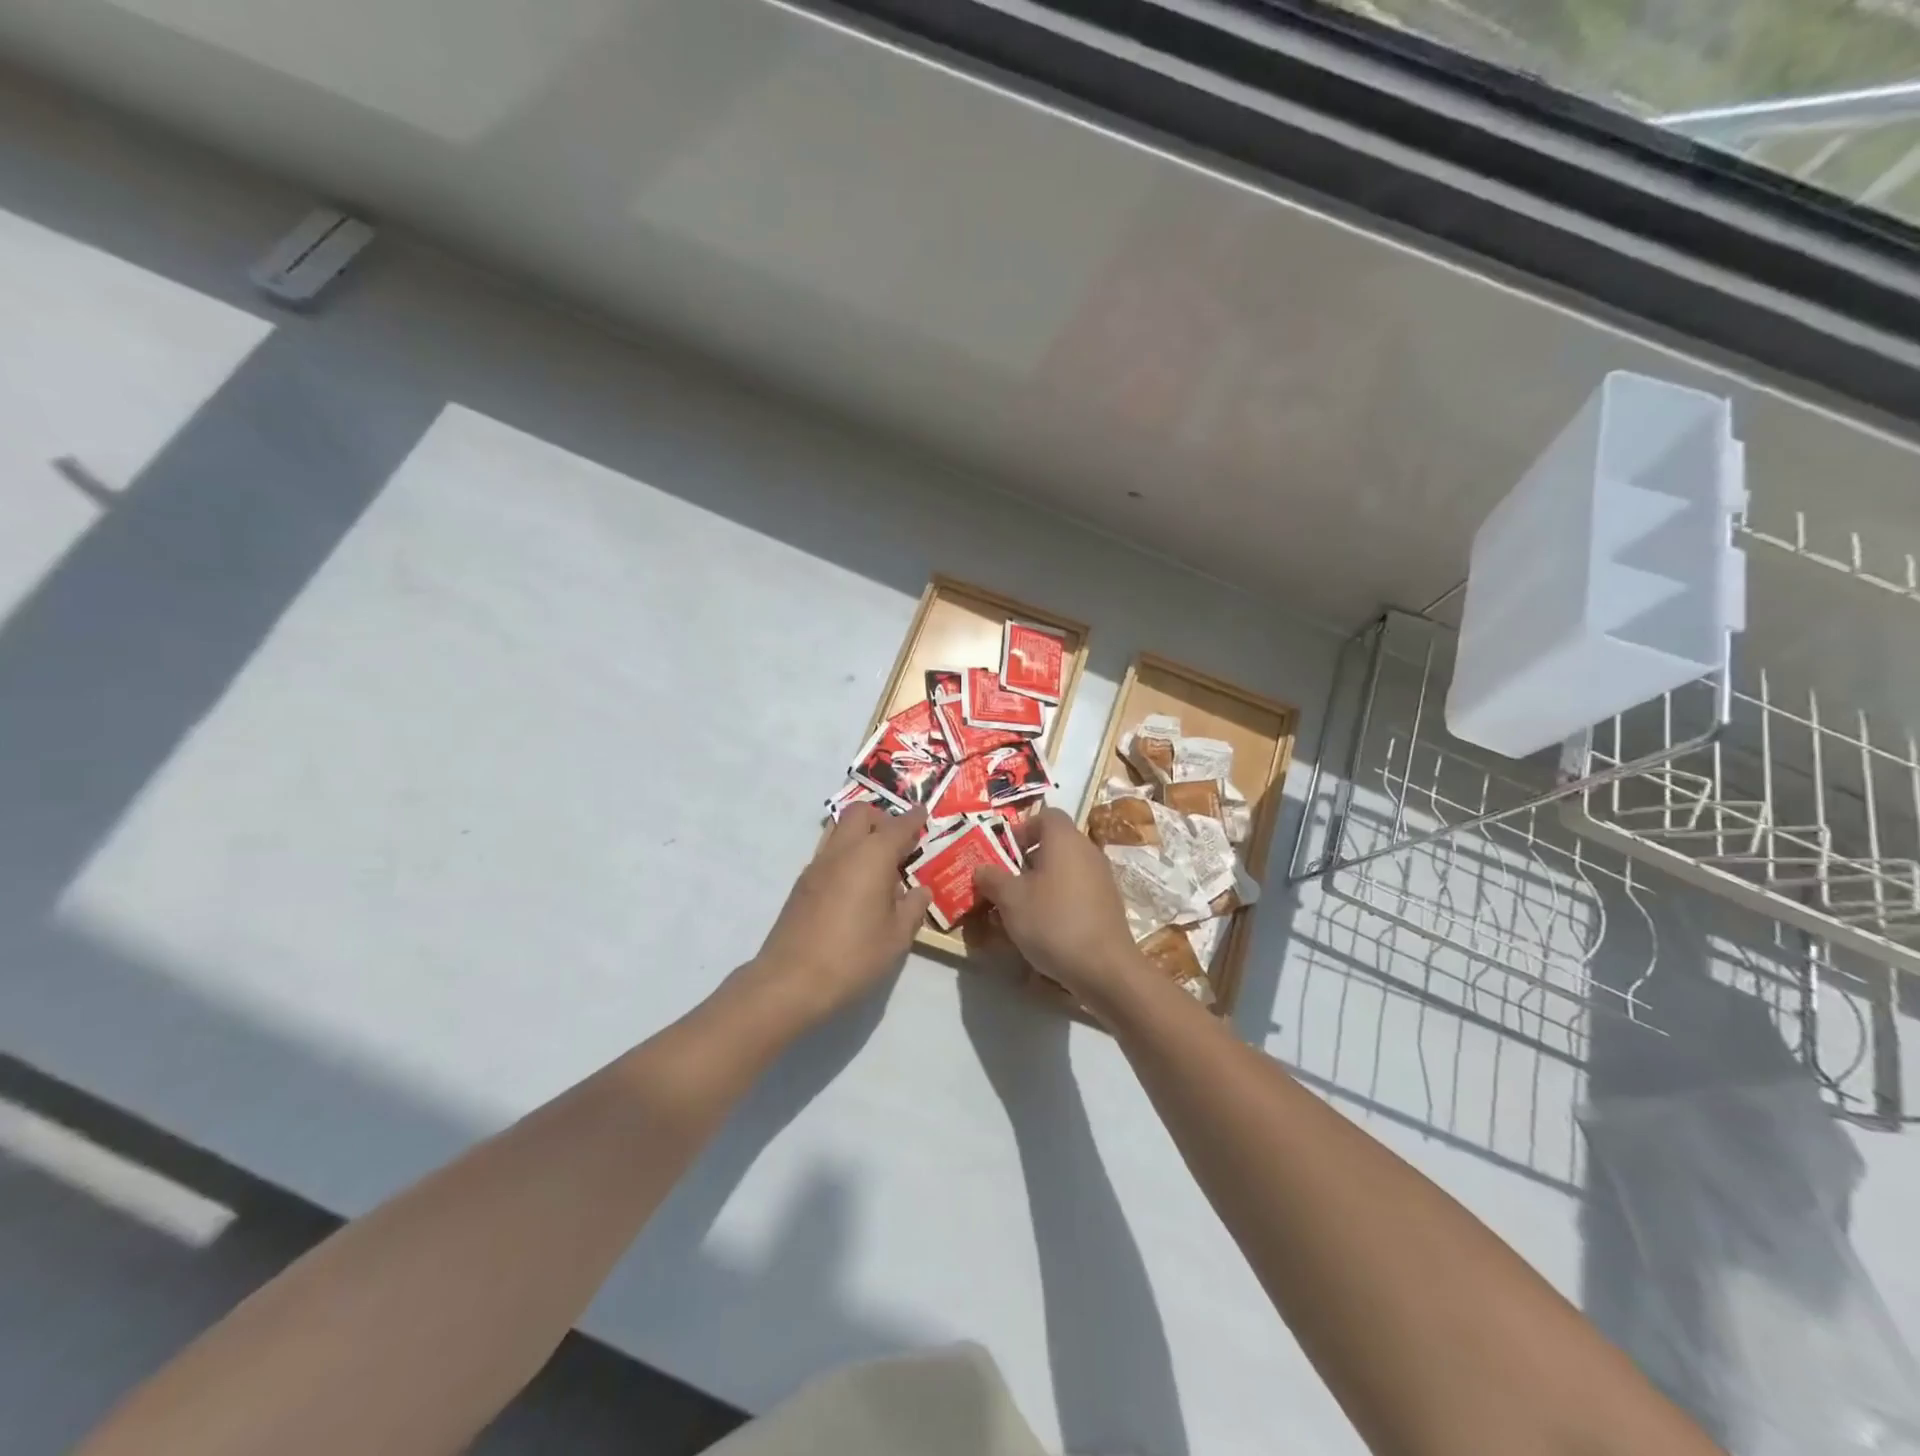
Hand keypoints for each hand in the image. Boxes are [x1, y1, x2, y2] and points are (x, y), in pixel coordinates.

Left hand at [744, 804, 932, 1031]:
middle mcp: (843, 851)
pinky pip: (828, 853)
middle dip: (882, 818)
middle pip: (860, 813)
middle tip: (899, 842)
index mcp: (872, 856)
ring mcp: (817, 865)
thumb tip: (920, 890)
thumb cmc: (854, 956)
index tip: (923, 814)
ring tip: (877, 864)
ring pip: (839, 829)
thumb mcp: (897, 937)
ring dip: (860, 834)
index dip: (914, 818)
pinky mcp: (801, 884)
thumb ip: (912, 908)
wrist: (791, 981)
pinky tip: (855, 886)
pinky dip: (845, 855)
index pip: (898, 826)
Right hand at [972, 808, 1151, 1011]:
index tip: (1003, 853)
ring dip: (1041, 884)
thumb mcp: (1010, 899)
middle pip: (1054, 844)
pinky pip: (1077, 891)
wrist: (1104, 967)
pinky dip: (1059, 901)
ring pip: (1064, 870)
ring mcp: (1102, 878)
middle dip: (1026, 861)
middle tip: (1005, 884)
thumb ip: (992, 879)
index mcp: (1065, 839)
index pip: (1045, 816)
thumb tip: (981, 869)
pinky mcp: (1108, 904)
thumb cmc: (1053, 921)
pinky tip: (1044, 928)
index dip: (1022, 829)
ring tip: (1019, 910)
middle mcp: (1087, 850)